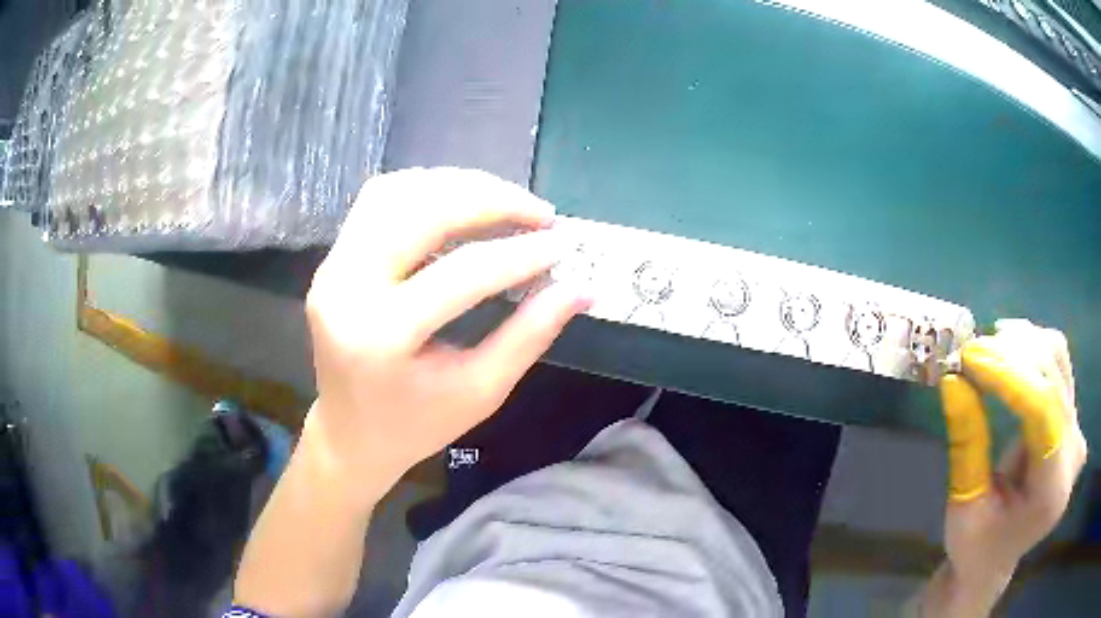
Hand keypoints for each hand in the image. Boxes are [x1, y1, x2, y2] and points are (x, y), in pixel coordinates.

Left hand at [304, 168, 588, 505]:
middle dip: (490, 200)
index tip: (563, 245)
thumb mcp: (480, 391)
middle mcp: (346, 288)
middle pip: (422, 212)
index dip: (520, 254)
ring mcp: (332, 267)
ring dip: (458, 186)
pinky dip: (426, 191)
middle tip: (540, 213)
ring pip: (397, 192)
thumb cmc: (416, 424)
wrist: (349, 434)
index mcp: (381, 336)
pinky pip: (380, 201)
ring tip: (506, 203)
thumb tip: (581, 289)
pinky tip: (460, 205)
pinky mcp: (333, 258)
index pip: (461, 273)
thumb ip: (529, 335)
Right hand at [938, 319, 1086, 597]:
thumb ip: (967, 445)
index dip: (1010, 377)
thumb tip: (952, 380)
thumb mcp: (963, 508)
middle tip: (970, 350)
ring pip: (1059, 361)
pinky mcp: (1074, 419)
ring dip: (1023, 346)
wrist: (996, 560)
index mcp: (1051, 494)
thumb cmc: (975, 546)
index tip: (970, 356)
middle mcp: (1073, 457)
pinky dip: (1033, 349)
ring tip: (987, 348)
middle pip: (1053, 381)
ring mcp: (1077, 434)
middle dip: (1012, 356)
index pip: (1043, 414)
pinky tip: (1009, 349)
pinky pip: (1059, 365)